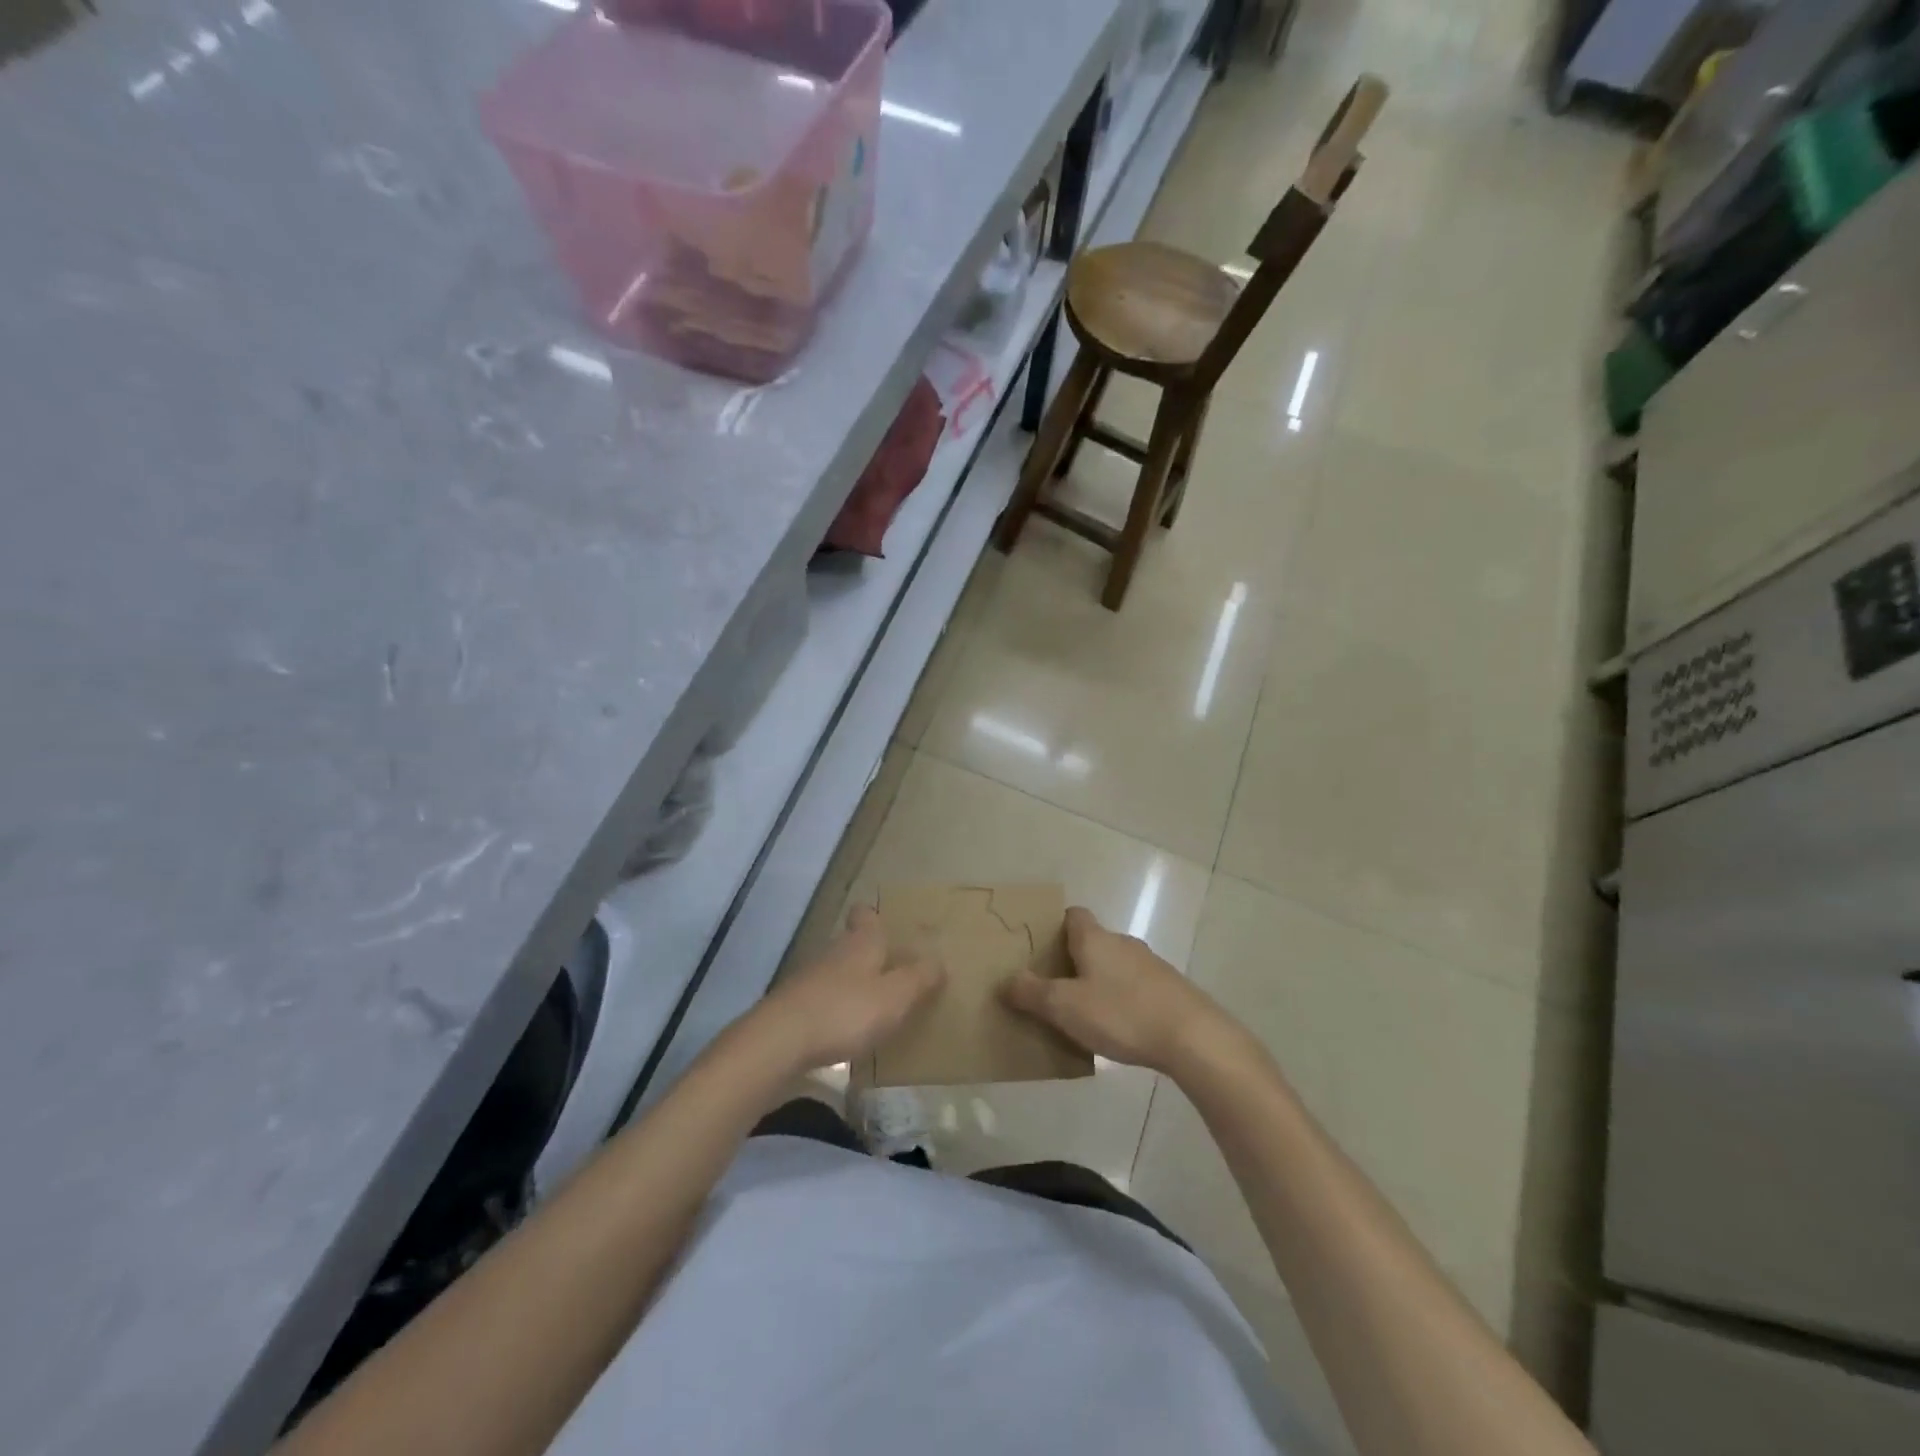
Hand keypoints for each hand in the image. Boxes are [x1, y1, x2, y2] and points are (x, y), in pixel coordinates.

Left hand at [750, 905, 943, 1071]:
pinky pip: (822, 999)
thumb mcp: (896, 996)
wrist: (780, 1041)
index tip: (887, 926)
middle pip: (851, 943)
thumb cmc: (846, 1011)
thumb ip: (919, 978)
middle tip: (892, 972)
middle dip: (869, 954)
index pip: (865, 914)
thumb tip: (939, 961)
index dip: (874, 917)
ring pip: (836, 971)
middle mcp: (834, 952)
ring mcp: (809, 978)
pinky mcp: (794, 1006)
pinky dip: (835, 1009)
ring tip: (874, 1005)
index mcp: (861, 942)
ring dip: (852, 983)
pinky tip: (846, 1031)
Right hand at [1001, 906, 1236, 1075]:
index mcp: (1095, 939)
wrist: (1193, 1037)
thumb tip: (1006, 980)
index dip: (1055, 926)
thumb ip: (1032, 992)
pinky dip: (1122, 999)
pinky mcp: (1170, 990)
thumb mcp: (1065, 1007)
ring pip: (1115, 965)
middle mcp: (1123, 943)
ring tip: (1083, 1012)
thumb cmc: (1122, 1013)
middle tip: (1053, 986)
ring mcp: (1151, 965)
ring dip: (1099, 981)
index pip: (1073, 915)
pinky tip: (1118, 1028)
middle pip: (1093, 941)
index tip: (1040, 947)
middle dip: (1073, 959)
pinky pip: (1135, 987)